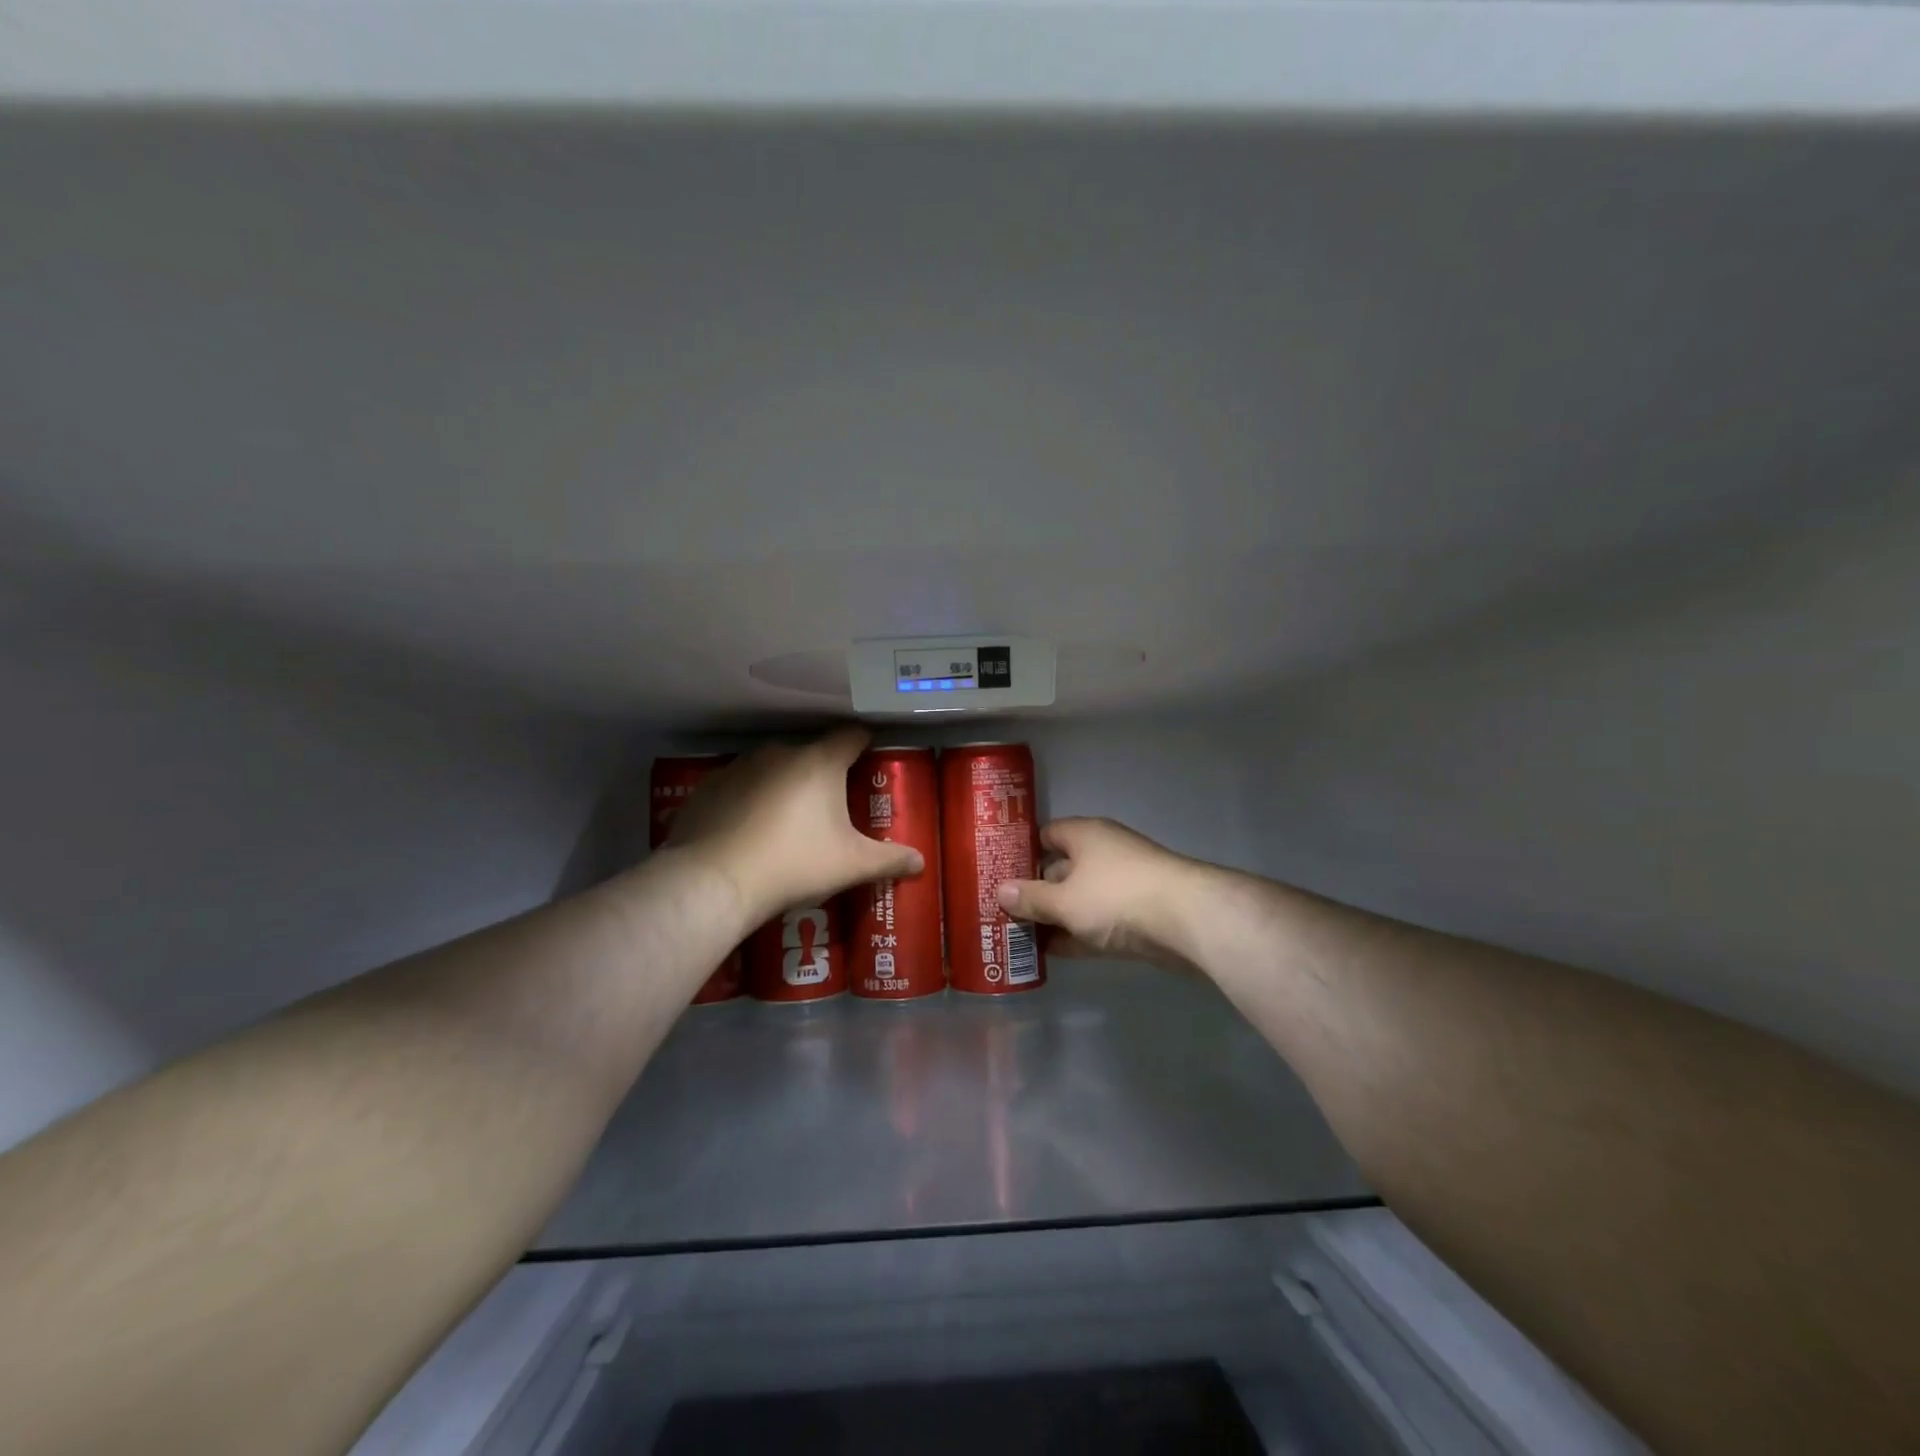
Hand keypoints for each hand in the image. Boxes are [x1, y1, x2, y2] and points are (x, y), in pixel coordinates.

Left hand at [667, 727, 923, 925]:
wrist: (714, 880)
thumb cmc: (795, 863)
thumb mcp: (851, 865)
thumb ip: (890, 859)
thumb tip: (920, 862)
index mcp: (820, 761)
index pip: (851, 736)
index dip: (864, 744)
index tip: (870, 759)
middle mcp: (780, 752)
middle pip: (811, 753)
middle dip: (823, 774)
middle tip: (831, 806)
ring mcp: (740, 766)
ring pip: (773, 767)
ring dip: (784, 785)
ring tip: (787, 822)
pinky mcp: (709, 786)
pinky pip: (740, 785)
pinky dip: (749, 799)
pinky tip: (748, 831)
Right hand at [995, 818, 1208, 971]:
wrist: (1187, 921)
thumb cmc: (1116, 897)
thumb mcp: (1065, 900)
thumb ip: (1031, 898)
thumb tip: (1000, 891)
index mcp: (1084, 835)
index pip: (1045, 835)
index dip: (1021, 852)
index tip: (996, 872)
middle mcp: (1103, 854)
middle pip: (1060, 869)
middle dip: (1034, 890)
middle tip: (1001, 911)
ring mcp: (1122, 886)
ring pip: (1078, 899)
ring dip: (1054, 918)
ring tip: (1018, 936)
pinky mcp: (1137, 916)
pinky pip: (1096, 923)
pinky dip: (1077, 935)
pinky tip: (1052, 954)